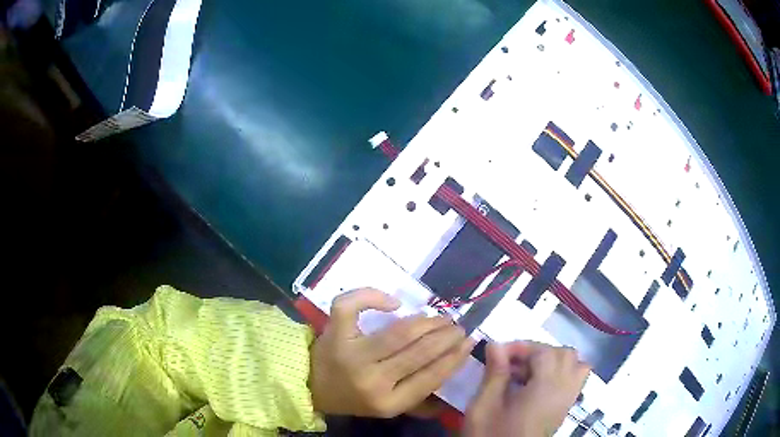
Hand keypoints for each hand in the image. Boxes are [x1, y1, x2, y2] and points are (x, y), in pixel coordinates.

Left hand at [309, 288, 475, 417]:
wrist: (312, 386)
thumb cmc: (354, 397)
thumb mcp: (387, 407)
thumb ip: (419, 402)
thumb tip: (451, 385)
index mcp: (388, 402)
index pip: (431, 377)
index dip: (454, 357)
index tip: (469, 342)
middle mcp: (371, 379)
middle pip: (419, 351)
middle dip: (446, 336)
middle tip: (458, 326)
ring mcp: (351, 353)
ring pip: (397, 331)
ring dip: (426, 321)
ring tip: (440, 317)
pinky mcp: (334, 333)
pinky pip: (352, 306)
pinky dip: (372, 296)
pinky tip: (393, 301)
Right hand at [464, 341, 590, 436]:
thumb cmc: (491, 434)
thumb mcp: (484, 406)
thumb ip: (494, 374)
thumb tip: (496, 344)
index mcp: (545, 389)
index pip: (543, 352)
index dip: (521, 347)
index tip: (497, 353)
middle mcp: (564, 390)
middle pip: (563, 354)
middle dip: (537, 352)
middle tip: (511, 364)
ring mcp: (568, 400)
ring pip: (574, 364)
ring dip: (553, 360)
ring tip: (527, 372)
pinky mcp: (565, 409)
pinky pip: (576, 379)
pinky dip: (562, 372)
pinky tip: (538, 384)